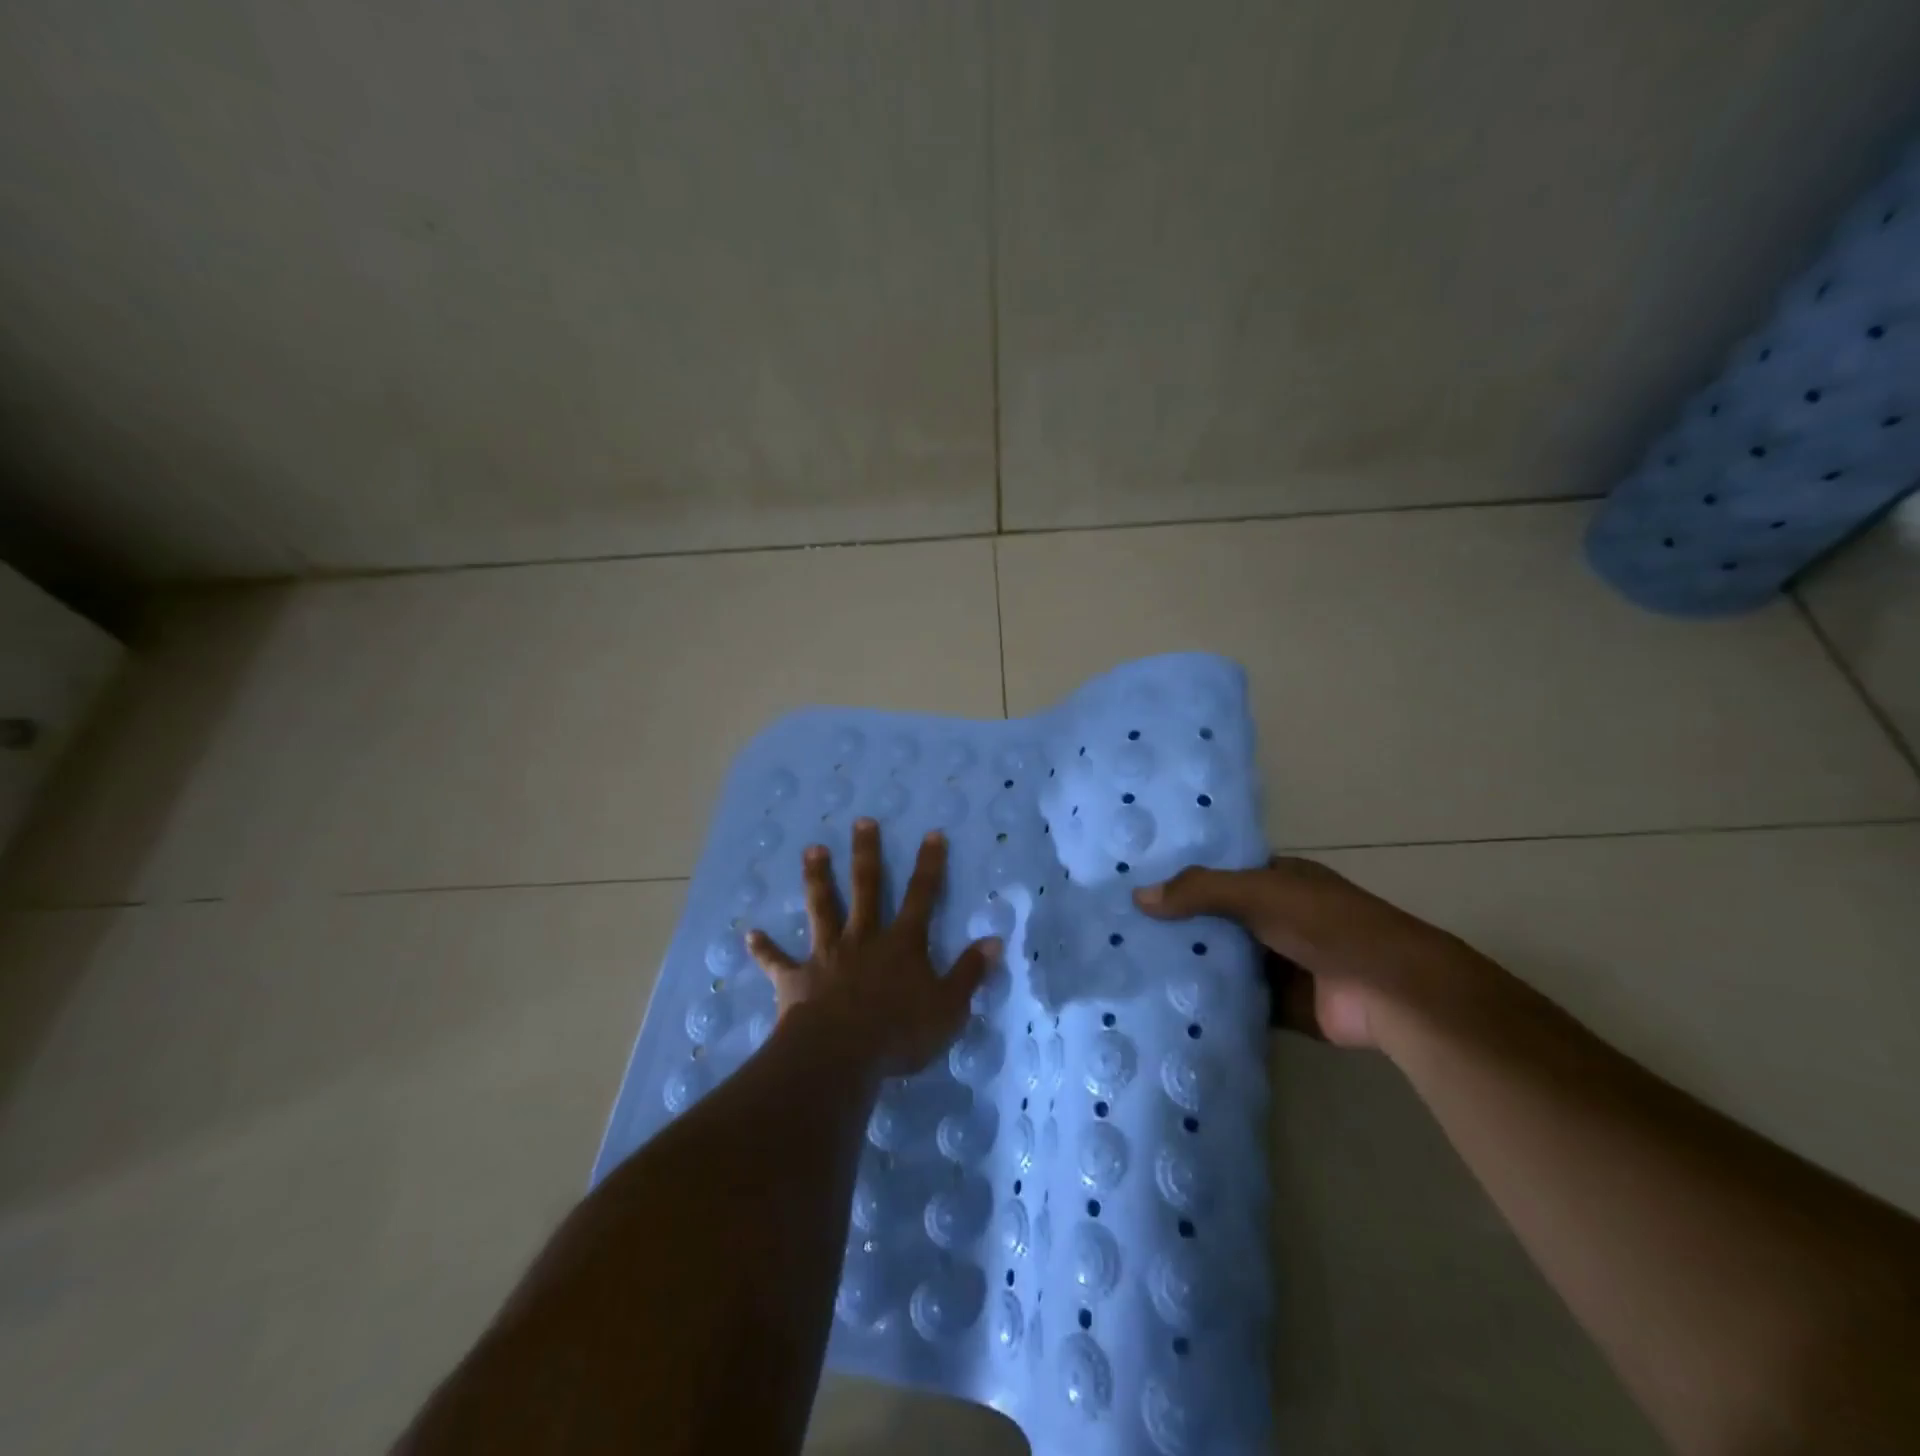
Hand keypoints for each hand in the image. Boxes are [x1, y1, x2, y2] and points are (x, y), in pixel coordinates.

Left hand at [746, 819, 1000, 1077]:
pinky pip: (778, 961)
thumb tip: (995, 941)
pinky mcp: (797, 979)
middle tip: (862, 822)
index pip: (921, 896)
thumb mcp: (949, 1007)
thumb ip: (970, 973)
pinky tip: (749, 935)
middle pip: (866, 888)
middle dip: (866, 854)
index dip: (929, 865)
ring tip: (812, 850)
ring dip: (817, 878)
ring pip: (822, 908)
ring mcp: (827, 955)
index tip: (932, 834)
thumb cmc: (900, 1033)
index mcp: (901, 943)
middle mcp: (863, 938)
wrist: (840, 1055)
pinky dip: (764, 949)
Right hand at [1133, 855, 1494, 1049]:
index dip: (1182, 879)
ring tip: (1132, 966)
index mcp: (1278, 881)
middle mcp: (1277, 917)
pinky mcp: (1281, 1004)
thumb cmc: (1326, 924)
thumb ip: (1200, 891)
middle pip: (1218, 919)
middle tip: (1123, 931)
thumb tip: (1138, 896)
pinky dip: (1211, 1001)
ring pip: (1225, 960)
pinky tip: (1167, 1001)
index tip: (1136, 887)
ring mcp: (1280, 962)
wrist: (1391, 991)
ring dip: (1192, 965)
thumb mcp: (1259, 893)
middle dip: (1179, 926)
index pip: (1220, 875)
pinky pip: (1237, 999)